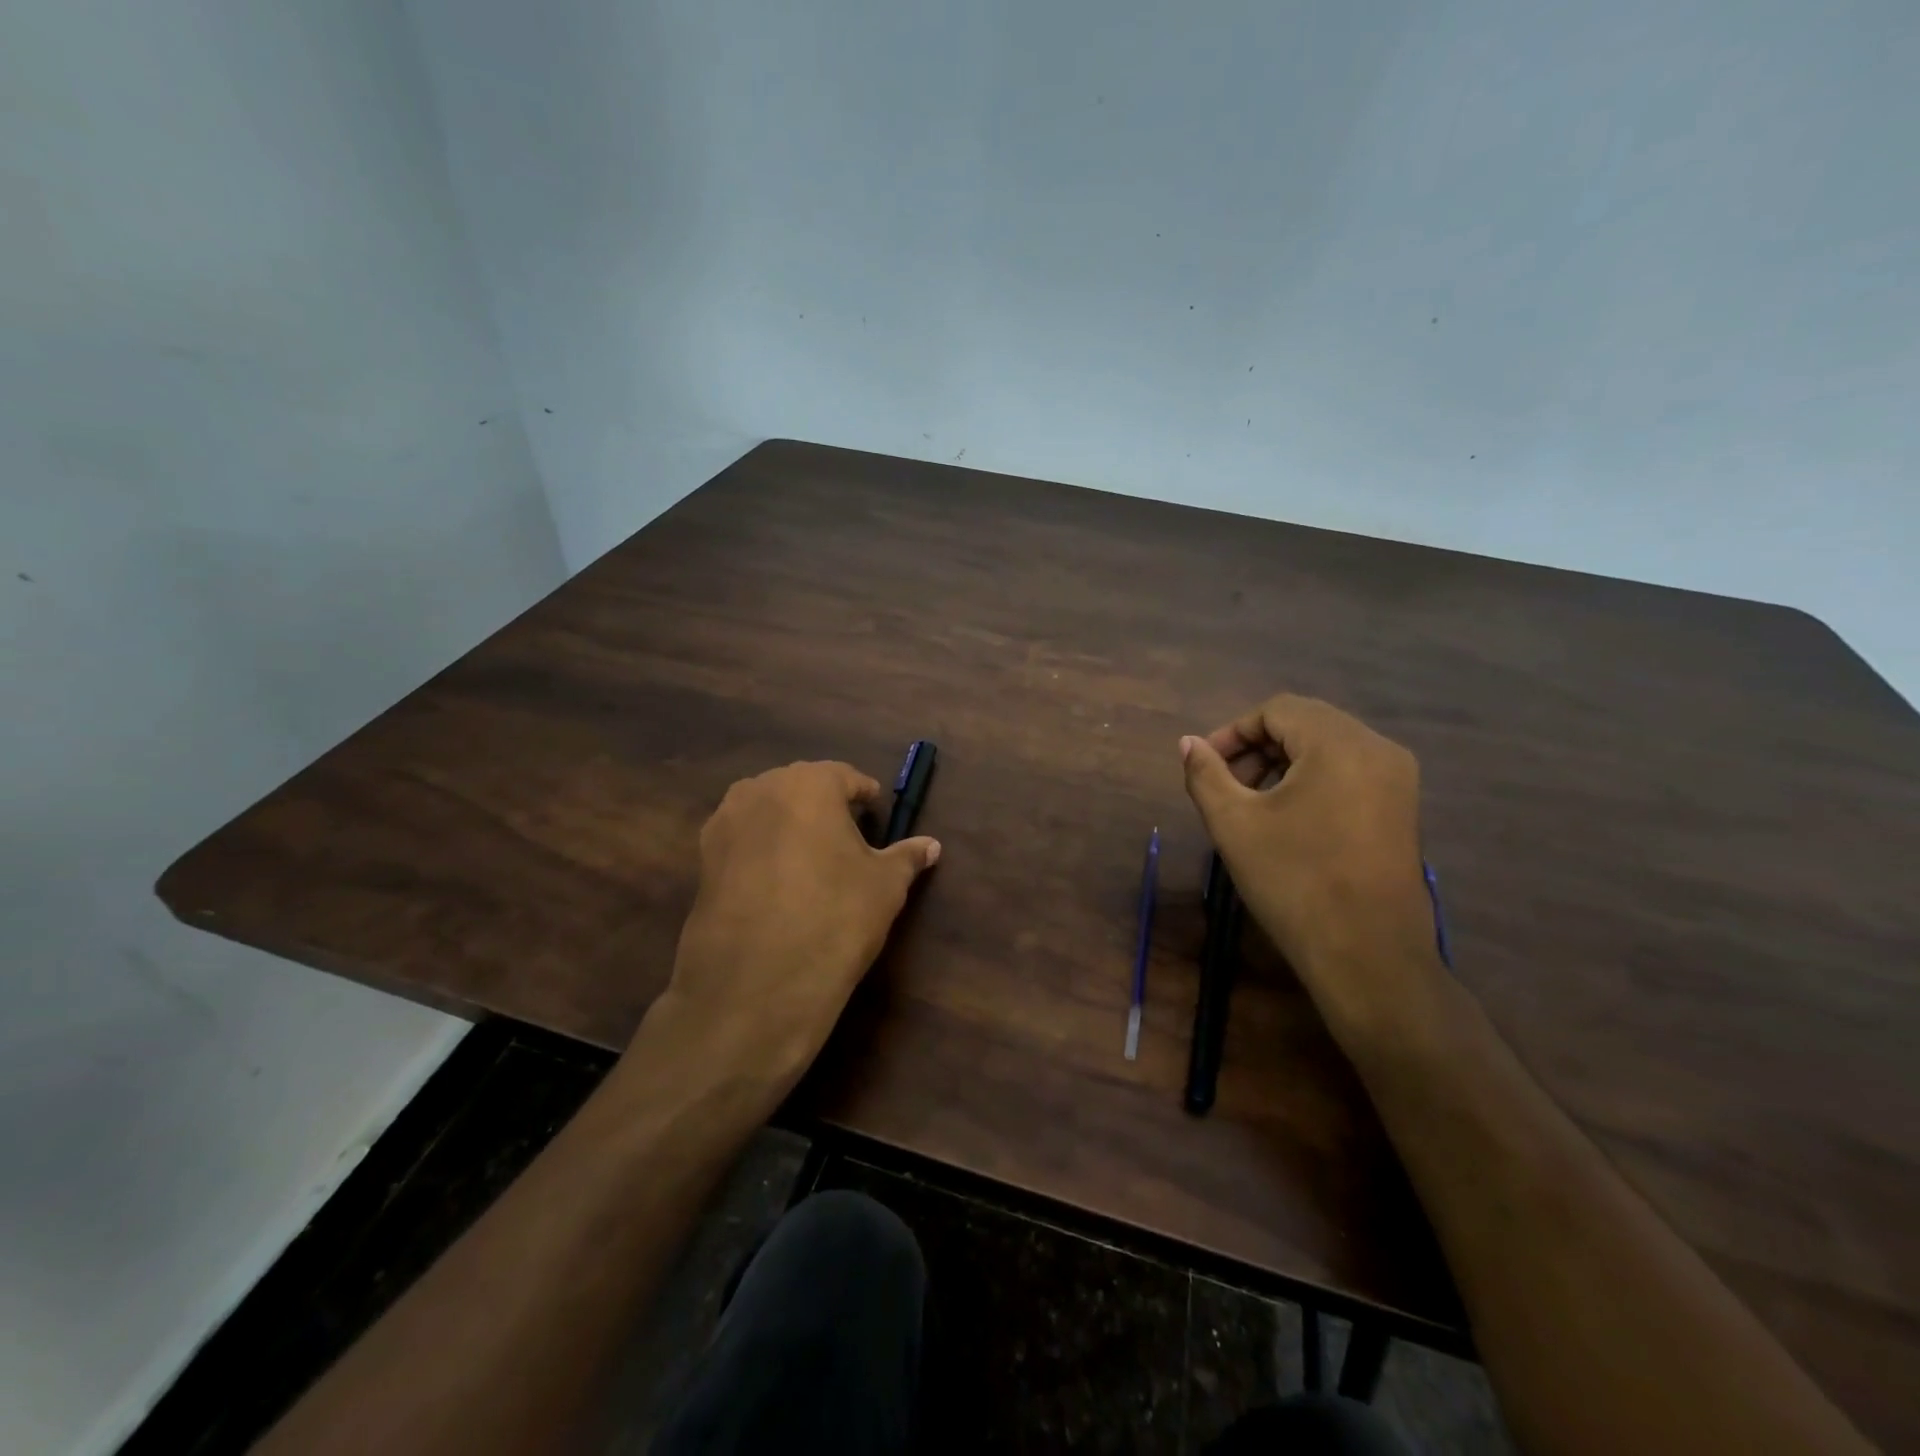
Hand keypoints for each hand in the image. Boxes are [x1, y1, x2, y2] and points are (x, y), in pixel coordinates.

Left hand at [643, 761, 939, 1099]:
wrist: (757, 982)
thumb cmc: (835, 916)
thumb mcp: (885, 885)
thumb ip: (907, 857)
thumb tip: (932, 845)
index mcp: (810, 783)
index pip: (845, 777)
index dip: (865, 797)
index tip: (876, 815)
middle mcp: (761, 789)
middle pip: (802, 788)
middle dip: (825, 807)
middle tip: (848, 839)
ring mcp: (725, 822)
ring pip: (768, 811)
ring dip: (790, 825)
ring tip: (812, 861)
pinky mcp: (703, 858)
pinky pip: (743, 839)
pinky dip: (762, 849)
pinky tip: (778, 883)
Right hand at [1180, 695, 1437, 1033]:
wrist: (1367, 954)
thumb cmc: (1294, 881)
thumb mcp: (1234, 823)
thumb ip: (1205, 774)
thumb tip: (1188, 743)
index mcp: (1340, 743)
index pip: (1277, 710)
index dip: (1233, 732)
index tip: (1205, 766)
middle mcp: (1377, 748)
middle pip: (1305, 723)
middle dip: (1256, 748)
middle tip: (1225, 786)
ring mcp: (1398, 779)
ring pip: (1328, 747)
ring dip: (1282, 763)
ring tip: (1252, 804)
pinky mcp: (1402, 807)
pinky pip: (1349, 771)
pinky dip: (1312, 779)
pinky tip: (1288, 818)